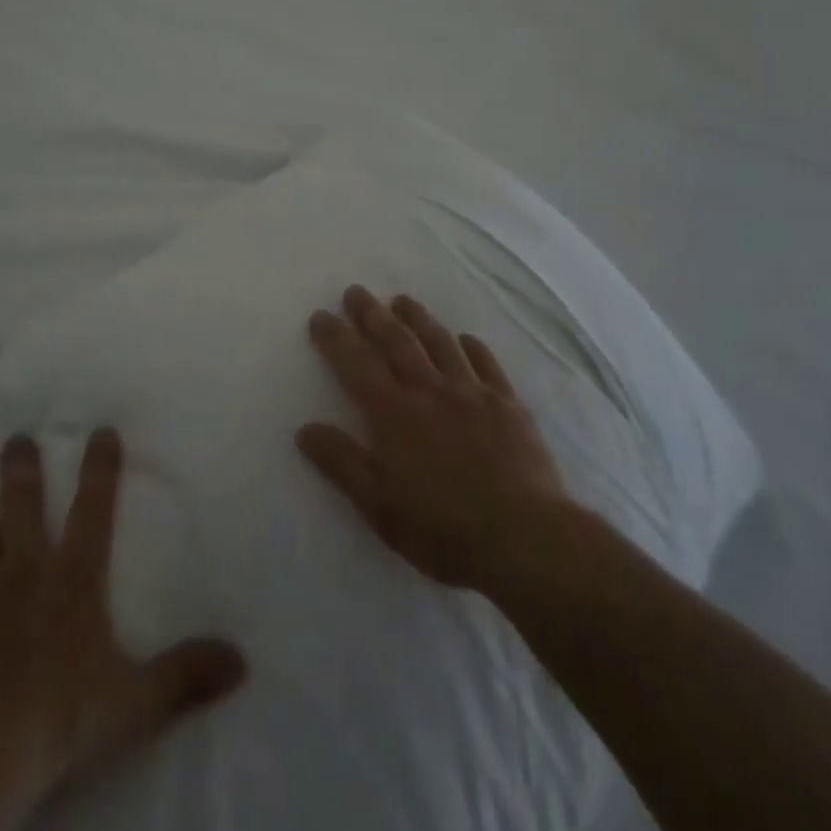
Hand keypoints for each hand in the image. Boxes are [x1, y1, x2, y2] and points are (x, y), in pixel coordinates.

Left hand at [0, 429, 248, 830]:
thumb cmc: (57, 721)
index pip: (93, 511)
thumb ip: (186, 674)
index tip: (100, 430)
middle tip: (16, 435)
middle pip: (21, 504)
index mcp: (72, 580)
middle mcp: (22, 568)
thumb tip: (242, 659)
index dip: (100, 468)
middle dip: (21, 466)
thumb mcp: (134, 702)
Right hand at [296, 286, 574, 600]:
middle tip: (357, 292)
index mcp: (395, 414)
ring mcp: (473, 395)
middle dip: (373, 315)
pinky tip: (466, 339)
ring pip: (440, 343)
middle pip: (397, 343)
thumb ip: (342, 463)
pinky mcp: (509, 406)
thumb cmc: (443, 527)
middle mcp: (430, 392)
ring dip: (418, 318)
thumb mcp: (379, 505)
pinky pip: (487, 365)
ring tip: (403, 300)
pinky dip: (472, 347)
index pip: (357, 365)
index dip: (336, 338)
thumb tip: (305, 429)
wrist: (525, 538)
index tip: (321, 316)